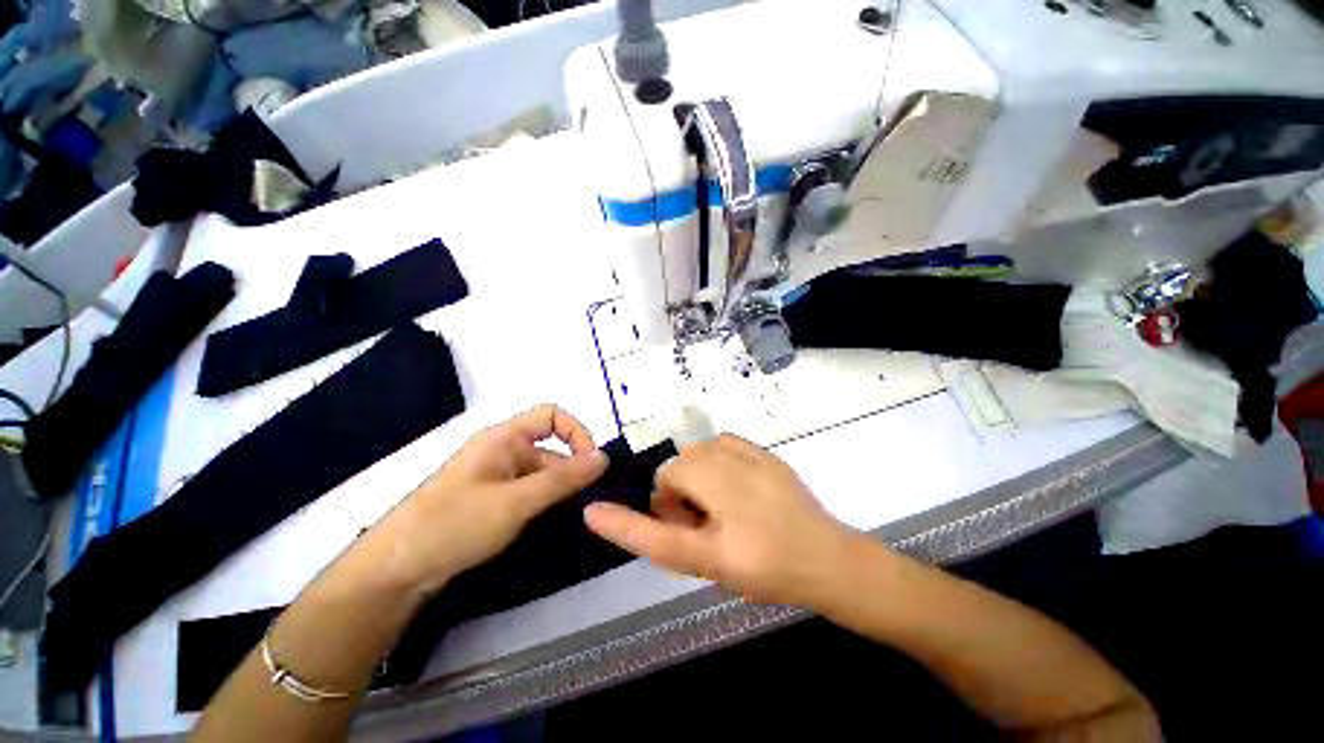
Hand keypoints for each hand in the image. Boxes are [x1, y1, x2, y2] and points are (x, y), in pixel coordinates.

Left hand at [371, 405, 607, 595]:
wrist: (395, 571)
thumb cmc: (456, 523)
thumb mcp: (517, 501)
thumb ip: (563, 479)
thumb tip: (604, 457)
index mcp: (504, 438)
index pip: (551, 416)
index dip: (576, 432)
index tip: (592, 463)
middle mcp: (502, 451)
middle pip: (550, 449)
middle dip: (569, 472)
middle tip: (586, 502)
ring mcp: (495, 478)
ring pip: (540, 475)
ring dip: (556, 492)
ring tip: (569, 518)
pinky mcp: (491, 501)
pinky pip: (527, 493)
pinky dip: (542, 504)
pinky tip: (548, 524)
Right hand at [584, 434, 855, 605]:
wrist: (828, 559)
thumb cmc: (768, 571)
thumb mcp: (711, 565)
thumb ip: (664, 540)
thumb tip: (617, 515)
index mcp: (723, 532)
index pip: (659, 527)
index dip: (624, 522)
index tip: (595, 514)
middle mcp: (735, 489)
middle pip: (676, 472)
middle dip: (675, 494)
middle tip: (696, 521)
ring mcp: (754, 464)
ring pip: (697, 454)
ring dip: (694, 474)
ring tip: (714, 499)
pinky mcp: (766, 454)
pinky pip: (722, 442)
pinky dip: (715, 458)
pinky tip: (731, 479)